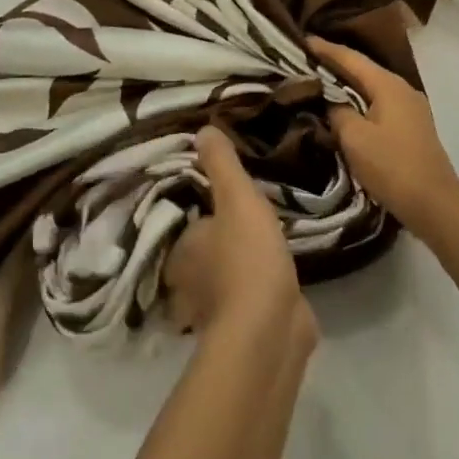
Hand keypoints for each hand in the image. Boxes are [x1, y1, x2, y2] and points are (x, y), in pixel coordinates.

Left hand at [166, 126, 316, 351]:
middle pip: (204, 253)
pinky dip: (258, 292)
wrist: (270, 329)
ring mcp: (216, 310)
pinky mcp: (244, 330)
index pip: (187, 223)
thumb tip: (203, 129)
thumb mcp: (237, 198)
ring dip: (240, 268)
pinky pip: (248, 302)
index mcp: (181, 250)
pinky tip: (278, 278)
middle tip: (247, 220)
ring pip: (224, 279)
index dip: (205, 212)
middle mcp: (189, 282)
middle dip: (222, 242)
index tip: (226, 200)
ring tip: (264, 244)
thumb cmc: (247, 258)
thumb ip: (222, 164)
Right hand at [309, 37, 458, 242]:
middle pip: (363, 69)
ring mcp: (411, 108)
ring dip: (347, 84)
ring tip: (321, 81)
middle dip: (336, 64)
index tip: (302, 40)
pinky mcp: (412, 126)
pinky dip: (360, 100)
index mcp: (388, 85)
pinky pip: (380, 103)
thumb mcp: (354, 138)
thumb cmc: (391, 166)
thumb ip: (337, 112)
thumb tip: (332, 103)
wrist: (434, 204)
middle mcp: (402, 89)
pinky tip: (345, 108)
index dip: (325, 49)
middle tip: (306, 60)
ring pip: (372, 87)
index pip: (351, 58)